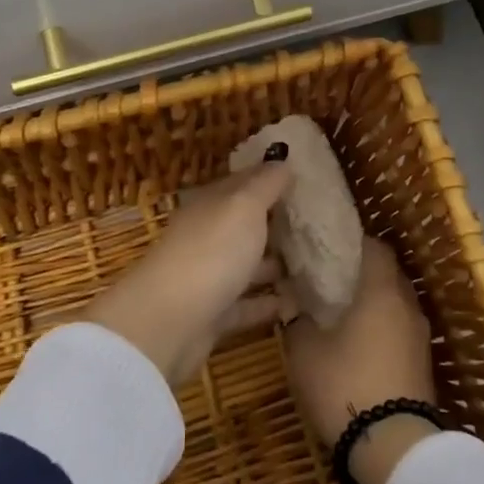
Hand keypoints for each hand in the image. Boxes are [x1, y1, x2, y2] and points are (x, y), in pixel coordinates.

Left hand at [82, 162, 294, 385]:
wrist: (167, 322)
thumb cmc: (211, 252)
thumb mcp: (243, 207)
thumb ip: (265, 184)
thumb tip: (282, 161)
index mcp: (211, 205)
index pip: (243, 183)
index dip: (270, 178)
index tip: (303, 178)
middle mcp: (207, 236)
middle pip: (245, 225)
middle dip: (276, 223)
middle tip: (316, 224)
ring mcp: (208, 277)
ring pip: (246, 265)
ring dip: (274, 265)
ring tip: (313, 265)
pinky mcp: (212, 315)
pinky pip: (245, 305)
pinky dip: (267, 303)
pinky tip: (295, 304)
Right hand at [285, 236, 438, 483]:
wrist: (395, 448)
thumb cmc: (346, 385)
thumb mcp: (306, 352)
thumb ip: (298, 319)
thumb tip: (293, 300)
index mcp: (381, 290)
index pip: (375, 247)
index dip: (353, 242)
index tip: (329, 247)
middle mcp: (407, 304)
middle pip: (388, 273)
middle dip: (362, 272)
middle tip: (331, 278)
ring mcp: (420, 335)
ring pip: (396, 303)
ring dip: (374, 302)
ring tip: (342, 311)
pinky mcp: (423, 363)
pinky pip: (401, 329)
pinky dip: (383, 327)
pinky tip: (360, 343)